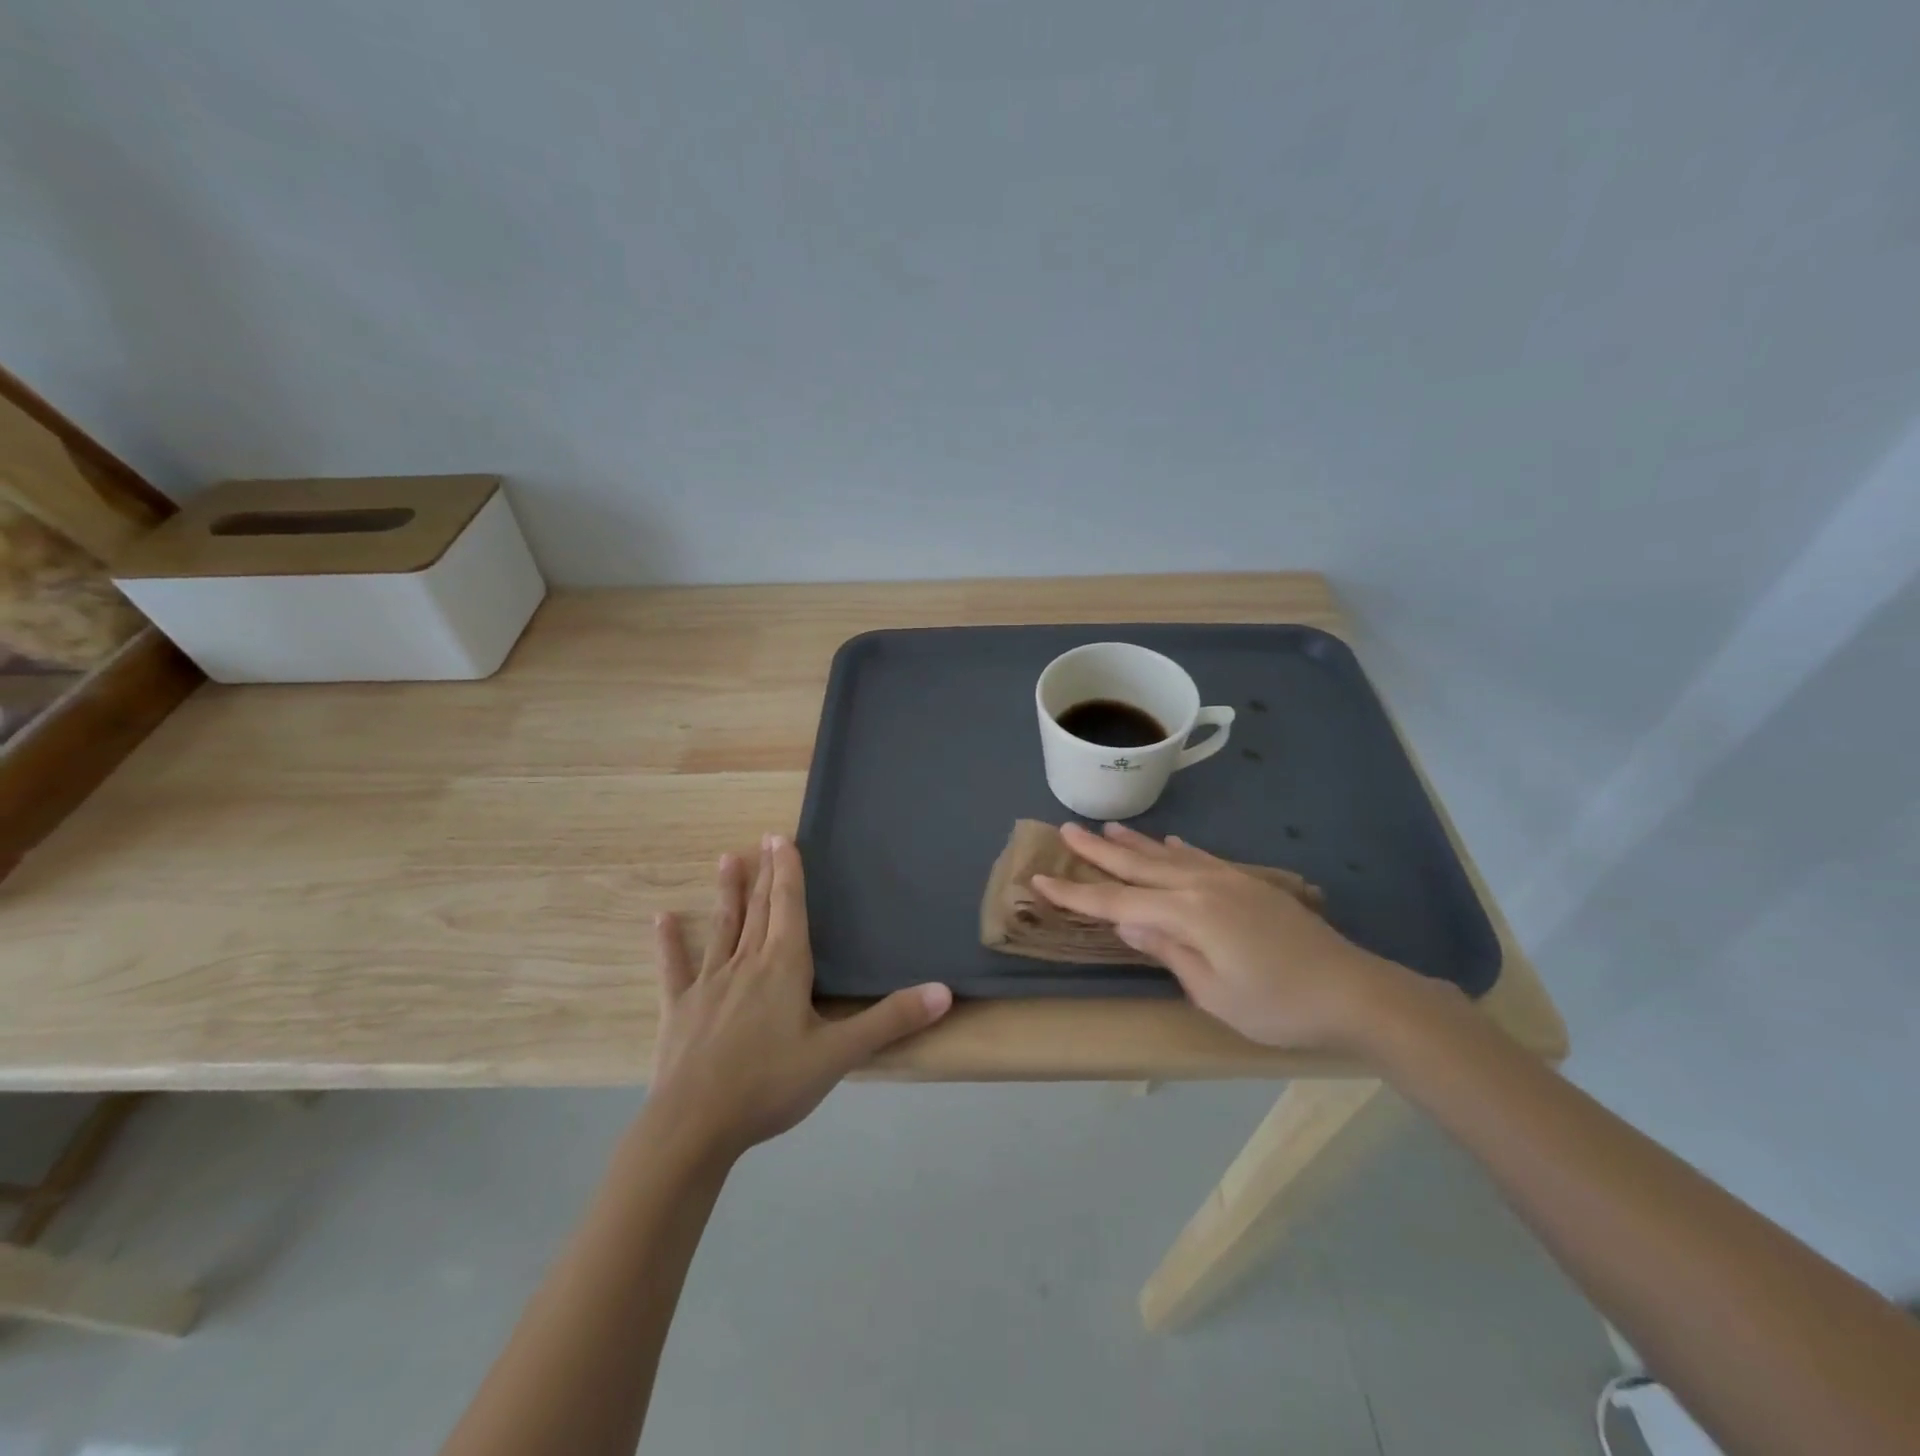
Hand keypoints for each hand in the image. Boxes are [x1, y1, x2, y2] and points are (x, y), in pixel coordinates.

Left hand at [646, 835, 951, 1162]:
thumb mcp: (839, 1054)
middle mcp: (746, 963)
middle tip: (764, 839)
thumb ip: (891, 1020)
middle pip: (760, 909)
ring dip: (727, 894)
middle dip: (765, 873)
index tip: (783, 837)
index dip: (788, 871)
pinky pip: (674, 968)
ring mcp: (709, 984)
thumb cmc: (770, 1084)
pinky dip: (669, 943)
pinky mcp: (679, 1009)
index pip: (789, 906)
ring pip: (723, 928)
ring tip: (726, 859)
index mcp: (784, 966)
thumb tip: (945, 991)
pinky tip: (661, 918)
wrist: (694, 1126)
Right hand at [1032, 821, 1419, 1052]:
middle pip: (1138, 865)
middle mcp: (1202, 885)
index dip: (1076, 892)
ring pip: (1168, 855)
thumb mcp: (1213, 991)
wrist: (1353, 992)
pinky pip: (1201, 858)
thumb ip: (1167, 950)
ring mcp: (1228, 880)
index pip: (1117, 899)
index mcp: (1187, 913)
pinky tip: (1170, 843)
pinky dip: (1178, 849)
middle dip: (1098, 851)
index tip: (1039, 878)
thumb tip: (1125, 919)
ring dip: (1134, 843)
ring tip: (1106, 828)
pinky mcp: (1248, 884)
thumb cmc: (1277, 1005)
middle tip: (1065, 830)